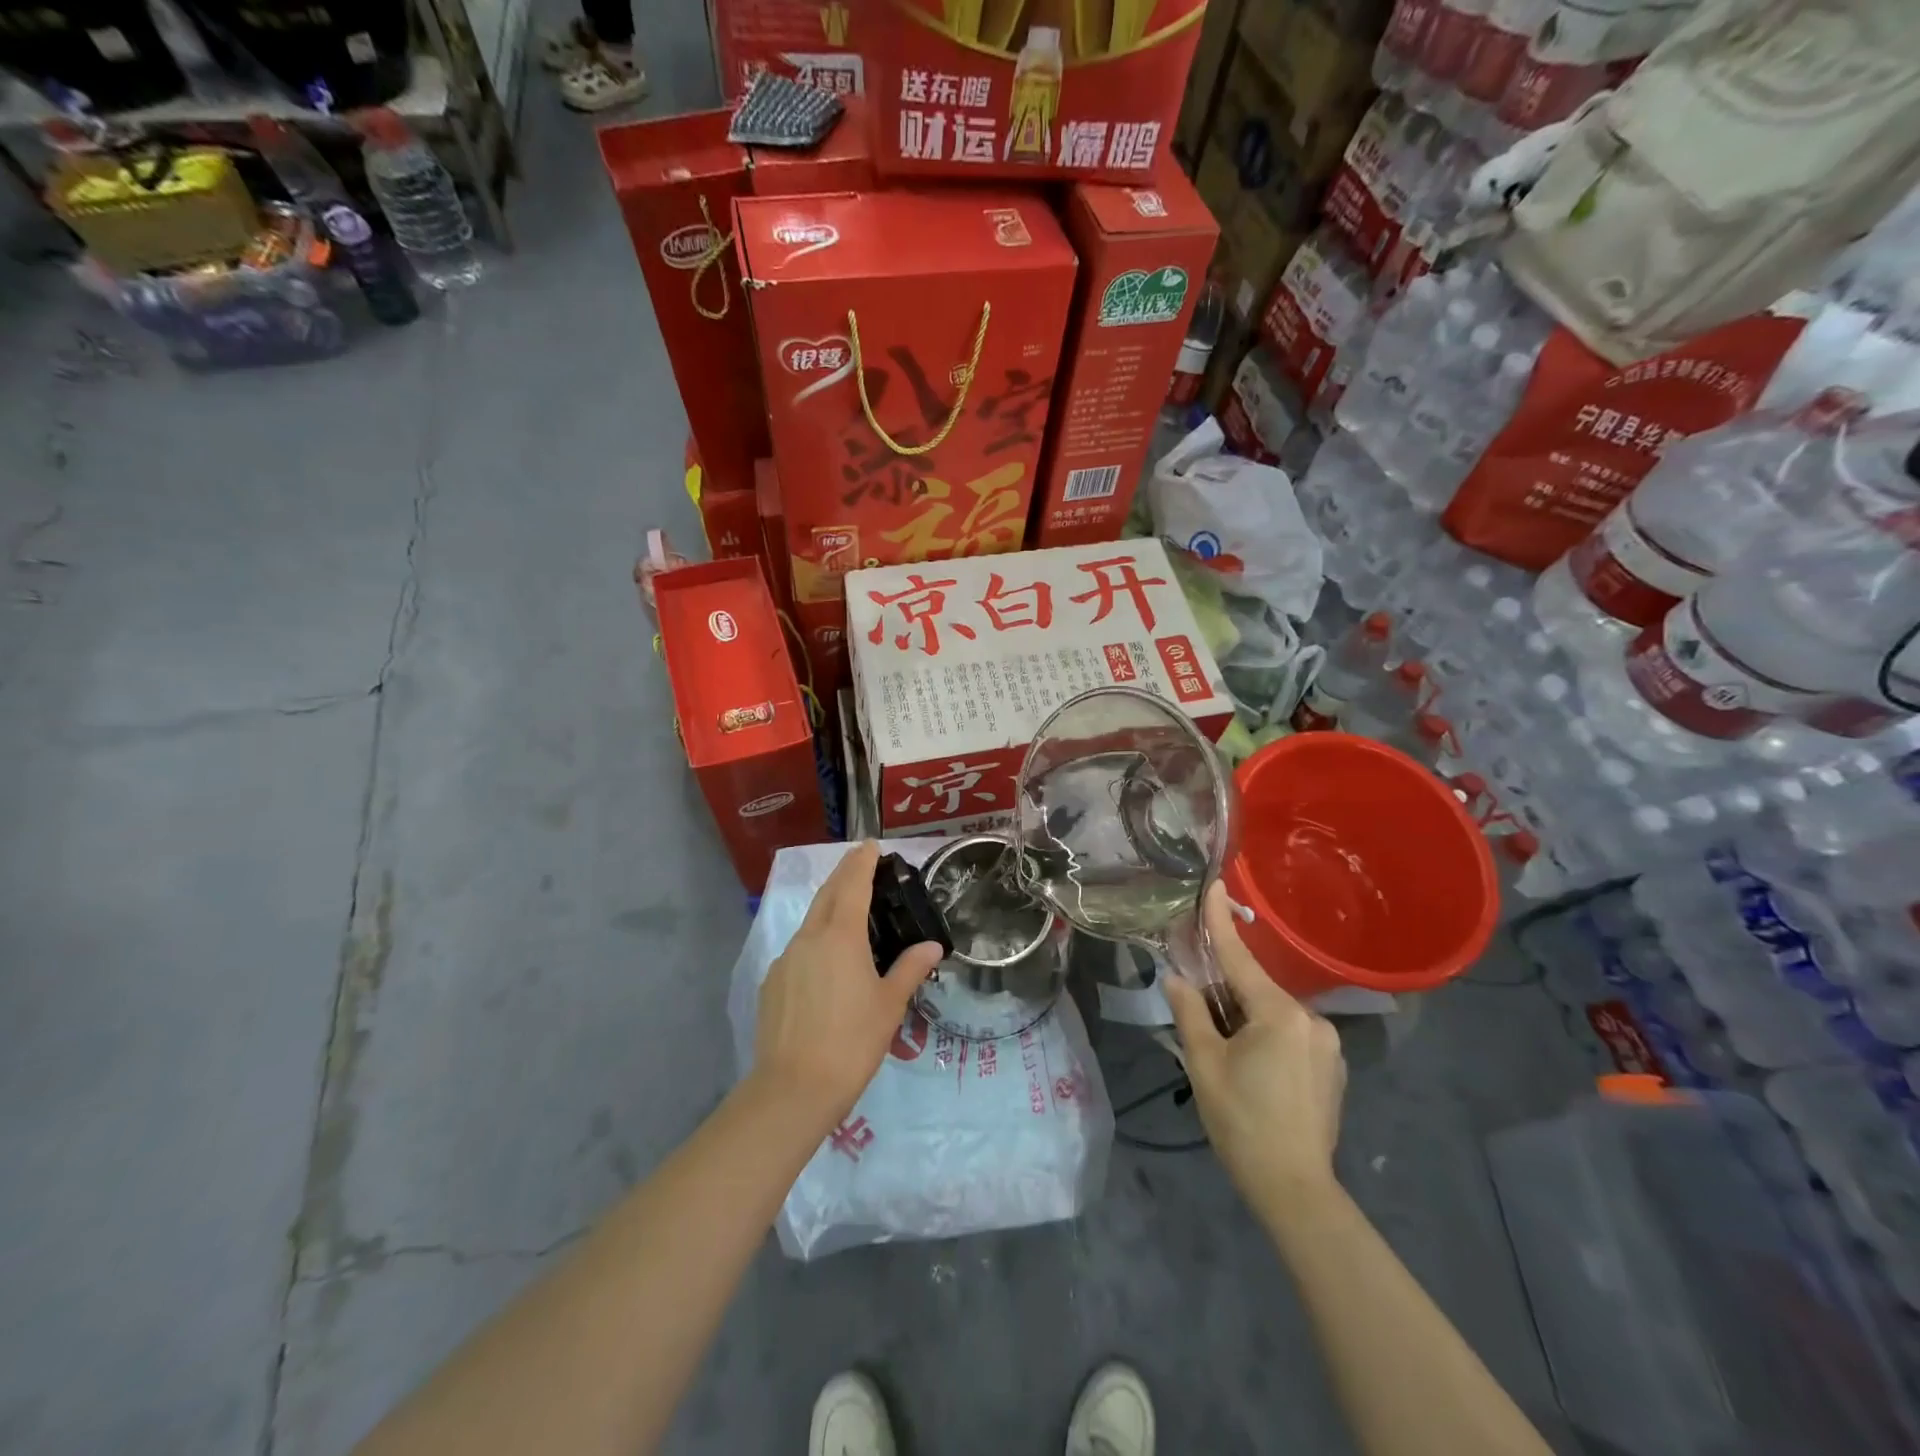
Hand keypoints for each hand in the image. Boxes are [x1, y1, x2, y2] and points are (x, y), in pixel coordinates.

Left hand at [753, 842, 942, 1126]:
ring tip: (850, 915)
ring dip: (829, 908)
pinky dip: (815, 942)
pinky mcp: (771, 983)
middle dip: (844, 875)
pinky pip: (798, 950)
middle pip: (827, 895)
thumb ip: (910, 968)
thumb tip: (932, 945)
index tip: (870, 845)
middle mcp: (808, 938)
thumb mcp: (889, 1005)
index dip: (861, 861)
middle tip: (862, 866)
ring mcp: (785, 960)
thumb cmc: (852, 1042)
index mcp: (840, 936)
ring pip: (810, 922)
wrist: (792, 1089)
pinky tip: (827, 965)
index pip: (852, 884)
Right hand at [1164, 883, 1346, 1210]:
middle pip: (1256, 989)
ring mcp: (1327, 1044)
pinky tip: (1252, 1069)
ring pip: (1273, 1014)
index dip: (1222, 921)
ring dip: (1246, 1018)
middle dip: (1226, 992)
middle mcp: (1311, 1019)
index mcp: (1279, 1014)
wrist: (1295, 1190)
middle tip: (1198, 1010)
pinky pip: (1290, 1034)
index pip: (1240, 958)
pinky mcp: (1332, 1067)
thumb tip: (1177, 978)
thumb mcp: (1203, 1063)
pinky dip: (1266, 1036)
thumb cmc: (1242, 1122)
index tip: (1215, 885)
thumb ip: (1190, 1012)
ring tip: (1223, 1051)